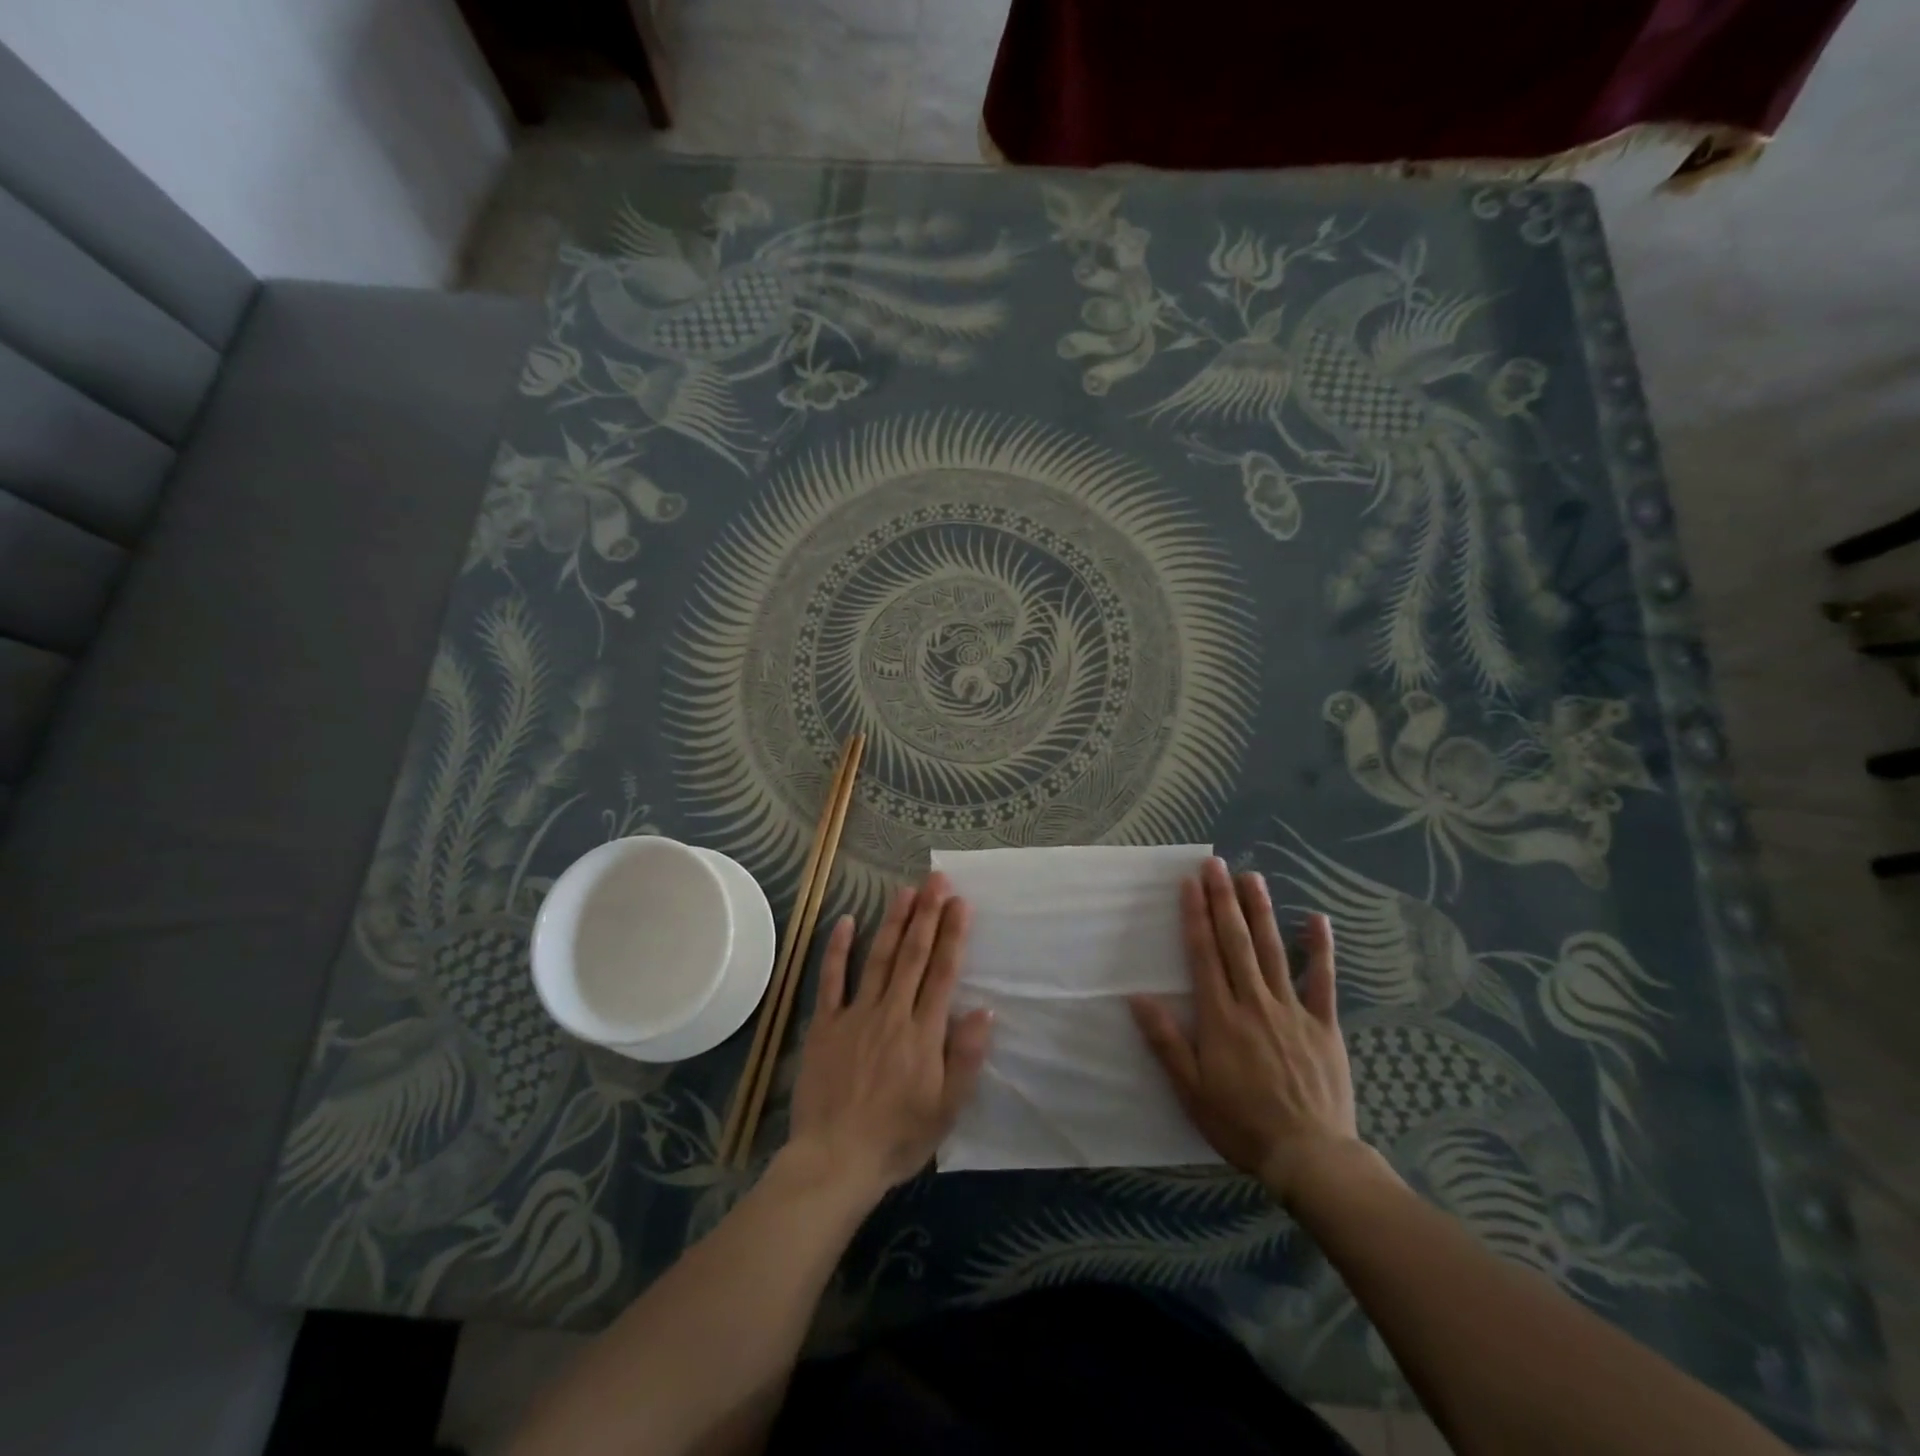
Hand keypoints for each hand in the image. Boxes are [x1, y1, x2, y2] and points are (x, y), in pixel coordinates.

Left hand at [784, 874, 993, 1204]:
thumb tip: (985, 1011)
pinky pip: (831, 980)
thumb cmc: (897, 1138)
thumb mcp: (946, 1110)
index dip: (953, 935)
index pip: (943, 973)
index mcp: (923, 1033)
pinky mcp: (825, 1024)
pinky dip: (838, 949)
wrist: (834, 1160)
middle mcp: (892, 1013)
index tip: (961, 903)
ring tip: (905, 891)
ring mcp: (855, 1015)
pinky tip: (846, 921)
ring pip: (879, 959)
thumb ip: (965, 1058)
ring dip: (893, 922)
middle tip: (936, 880)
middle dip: (927, 915)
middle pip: (913, 956)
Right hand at [1129, 857, 1363, 1204]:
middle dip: (1224, 900)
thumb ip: (1166, 1042)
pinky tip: (1316, 919)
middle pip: (1236, 942)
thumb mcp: (1191, 1090)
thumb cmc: (1241, 1123)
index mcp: (1220, 1017)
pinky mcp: (1323, 1024)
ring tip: (1252, 877)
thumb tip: (1137, 998)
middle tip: (1217, 865)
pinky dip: (1319, 949)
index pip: (1203, 954)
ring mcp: (1292, 1010)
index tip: (1189, 884)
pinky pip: (1322, 980)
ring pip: (1273, 950)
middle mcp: (1254, 1002)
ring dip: (1261, 911)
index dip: (1194, 916)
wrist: (1310, 1156)